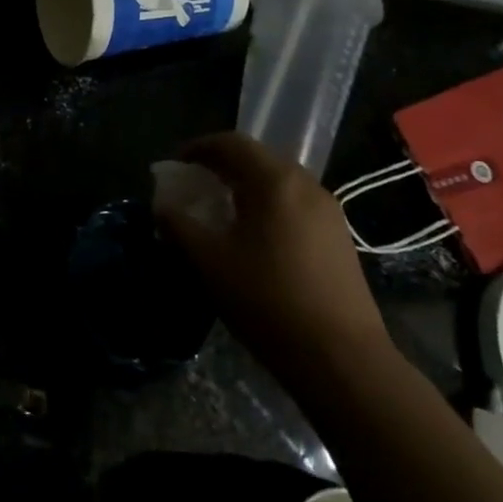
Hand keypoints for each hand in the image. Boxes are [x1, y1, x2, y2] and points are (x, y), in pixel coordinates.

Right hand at [155, 133, 390, 383]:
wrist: (340, 358)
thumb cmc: (266, 300)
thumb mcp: (209, 261)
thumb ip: (179, 225)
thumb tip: (162, 206)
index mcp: (273, 181)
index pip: (230, 143)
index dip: (197, 148)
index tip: (175, 164)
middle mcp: (305, 185)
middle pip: (257, 157)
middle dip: (222, 164)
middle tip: (194, 184)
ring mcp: (328, 210)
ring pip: (278, 180)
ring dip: (245, 184)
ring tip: (220, 208)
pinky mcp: (338, 236)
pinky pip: (294, 202)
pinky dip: (267, 203)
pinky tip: (253, 234)